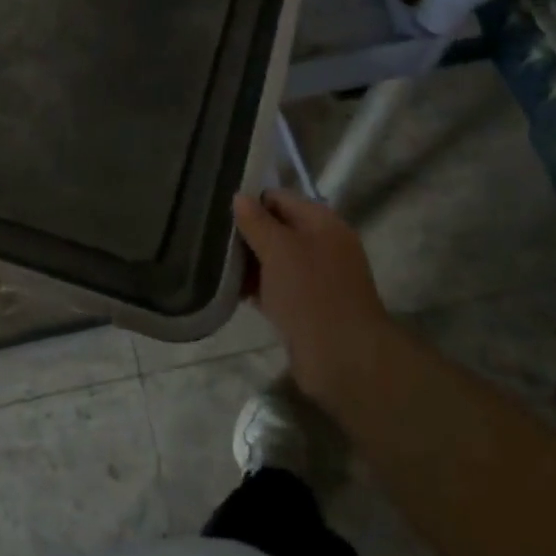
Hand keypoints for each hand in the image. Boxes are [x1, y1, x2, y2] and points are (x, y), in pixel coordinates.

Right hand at [233, 190, 397, 414]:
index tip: (219, 209)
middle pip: (277, 228)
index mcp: (322, 222)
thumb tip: (239, 196)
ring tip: (214, 261)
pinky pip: (277, 287)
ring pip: (275, 260)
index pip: (280, 198)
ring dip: (249, 262)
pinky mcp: (308, 307)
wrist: (344, 359)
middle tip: (211, 235)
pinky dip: (257, 287)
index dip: (251, 200)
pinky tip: (229, 289)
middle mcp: (322, 245)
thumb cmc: (311, 293)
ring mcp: (317, 278)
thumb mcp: (278, 249)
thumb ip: (257, 221)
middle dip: (247, 233)